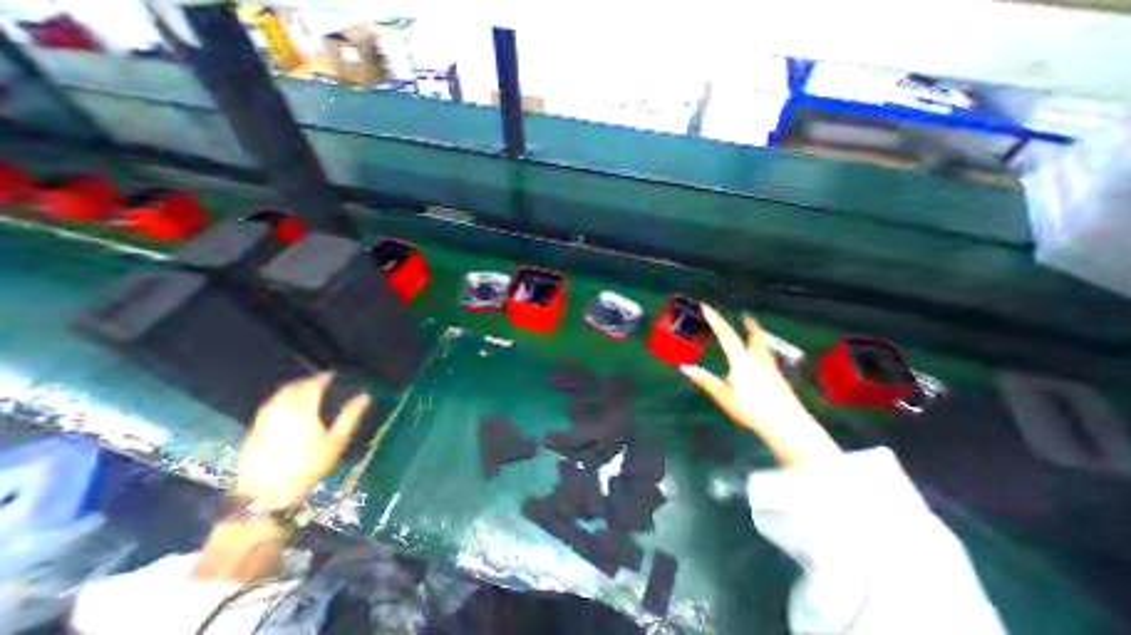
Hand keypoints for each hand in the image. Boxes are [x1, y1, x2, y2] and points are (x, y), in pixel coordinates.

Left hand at [233, 372, 371, 506]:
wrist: (265, 495)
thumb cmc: (308, 466)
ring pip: (277, 396)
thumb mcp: (336, 441)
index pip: (311, 386)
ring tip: (304, 390)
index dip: (322, 378)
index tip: (331, 375)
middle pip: (292, 388)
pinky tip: (285, 406)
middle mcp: (280, 412)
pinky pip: (268, 407)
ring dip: (291, 389)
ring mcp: (264, 422)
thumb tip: (364, 396)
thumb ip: (350, 416)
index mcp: (303, 411)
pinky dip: (279, 400)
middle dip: (306, 381)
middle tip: (319, 381)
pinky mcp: (253, 432)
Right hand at [676, 305, 833, 464]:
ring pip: (764, 346)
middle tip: (747, 317)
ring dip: (758, 336)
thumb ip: (705, 380)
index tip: (706, 306)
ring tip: (755, 332)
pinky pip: (768, 357)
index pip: (726, 336)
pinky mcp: (779, 379)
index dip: (715, 320)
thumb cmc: (752, 410)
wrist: (788, 426)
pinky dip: (762, 350)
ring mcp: (771, 369)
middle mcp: (758, 360)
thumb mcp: (724, 396)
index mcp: (742, 362)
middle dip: (750, 326)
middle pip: (755, 337)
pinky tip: (761, 360)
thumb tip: (684, 367)